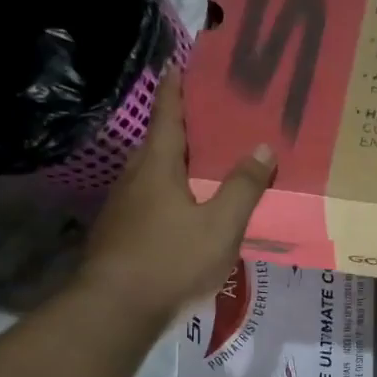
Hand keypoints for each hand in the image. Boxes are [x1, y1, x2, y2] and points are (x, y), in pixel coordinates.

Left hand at [78, 66, 272, 324]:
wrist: (115, 310)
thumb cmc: (171, 260)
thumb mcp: (221, 226)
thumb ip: (243, 187)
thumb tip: (262, 146)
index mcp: (158, 168)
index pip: (167, 117)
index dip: (175, 91)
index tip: (178, 65)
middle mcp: (134, 180)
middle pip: (158, 144)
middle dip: (180, 129)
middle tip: (209, 120)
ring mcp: (122, 209)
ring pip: (152, 176)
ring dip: (174, 165)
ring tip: (203, 166)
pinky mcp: (120, 236)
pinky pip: (149, 202)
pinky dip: (169, 195)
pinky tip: (185, 213)